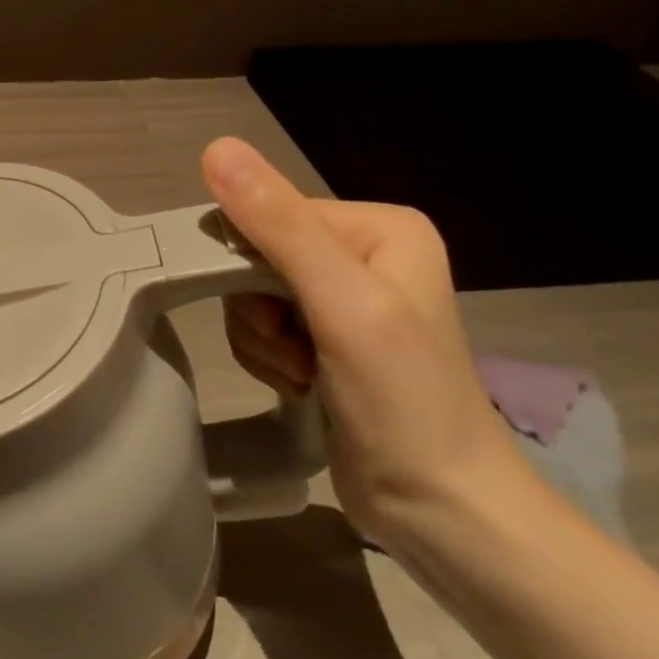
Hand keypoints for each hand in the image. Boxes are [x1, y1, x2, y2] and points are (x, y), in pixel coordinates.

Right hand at [201, 136, 524, 540]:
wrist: (442, 511)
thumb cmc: (403, 401)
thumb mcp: (342, 303)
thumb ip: (279, 225)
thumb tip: (216, 147)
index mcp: (378, 226)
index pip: (270, 215)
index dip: (249, 265)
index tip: (274, 320)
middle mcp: (362, 251)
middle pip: (256, 256)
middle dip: (258, 310)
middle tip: (292, 352)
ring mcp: (343, 298)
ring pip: (250, 294)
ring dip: (260, 340)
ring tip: (300, 374)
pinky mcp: (325, 338)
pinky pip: (261, 325)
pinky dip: (266, 357)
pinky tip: (299, 384)